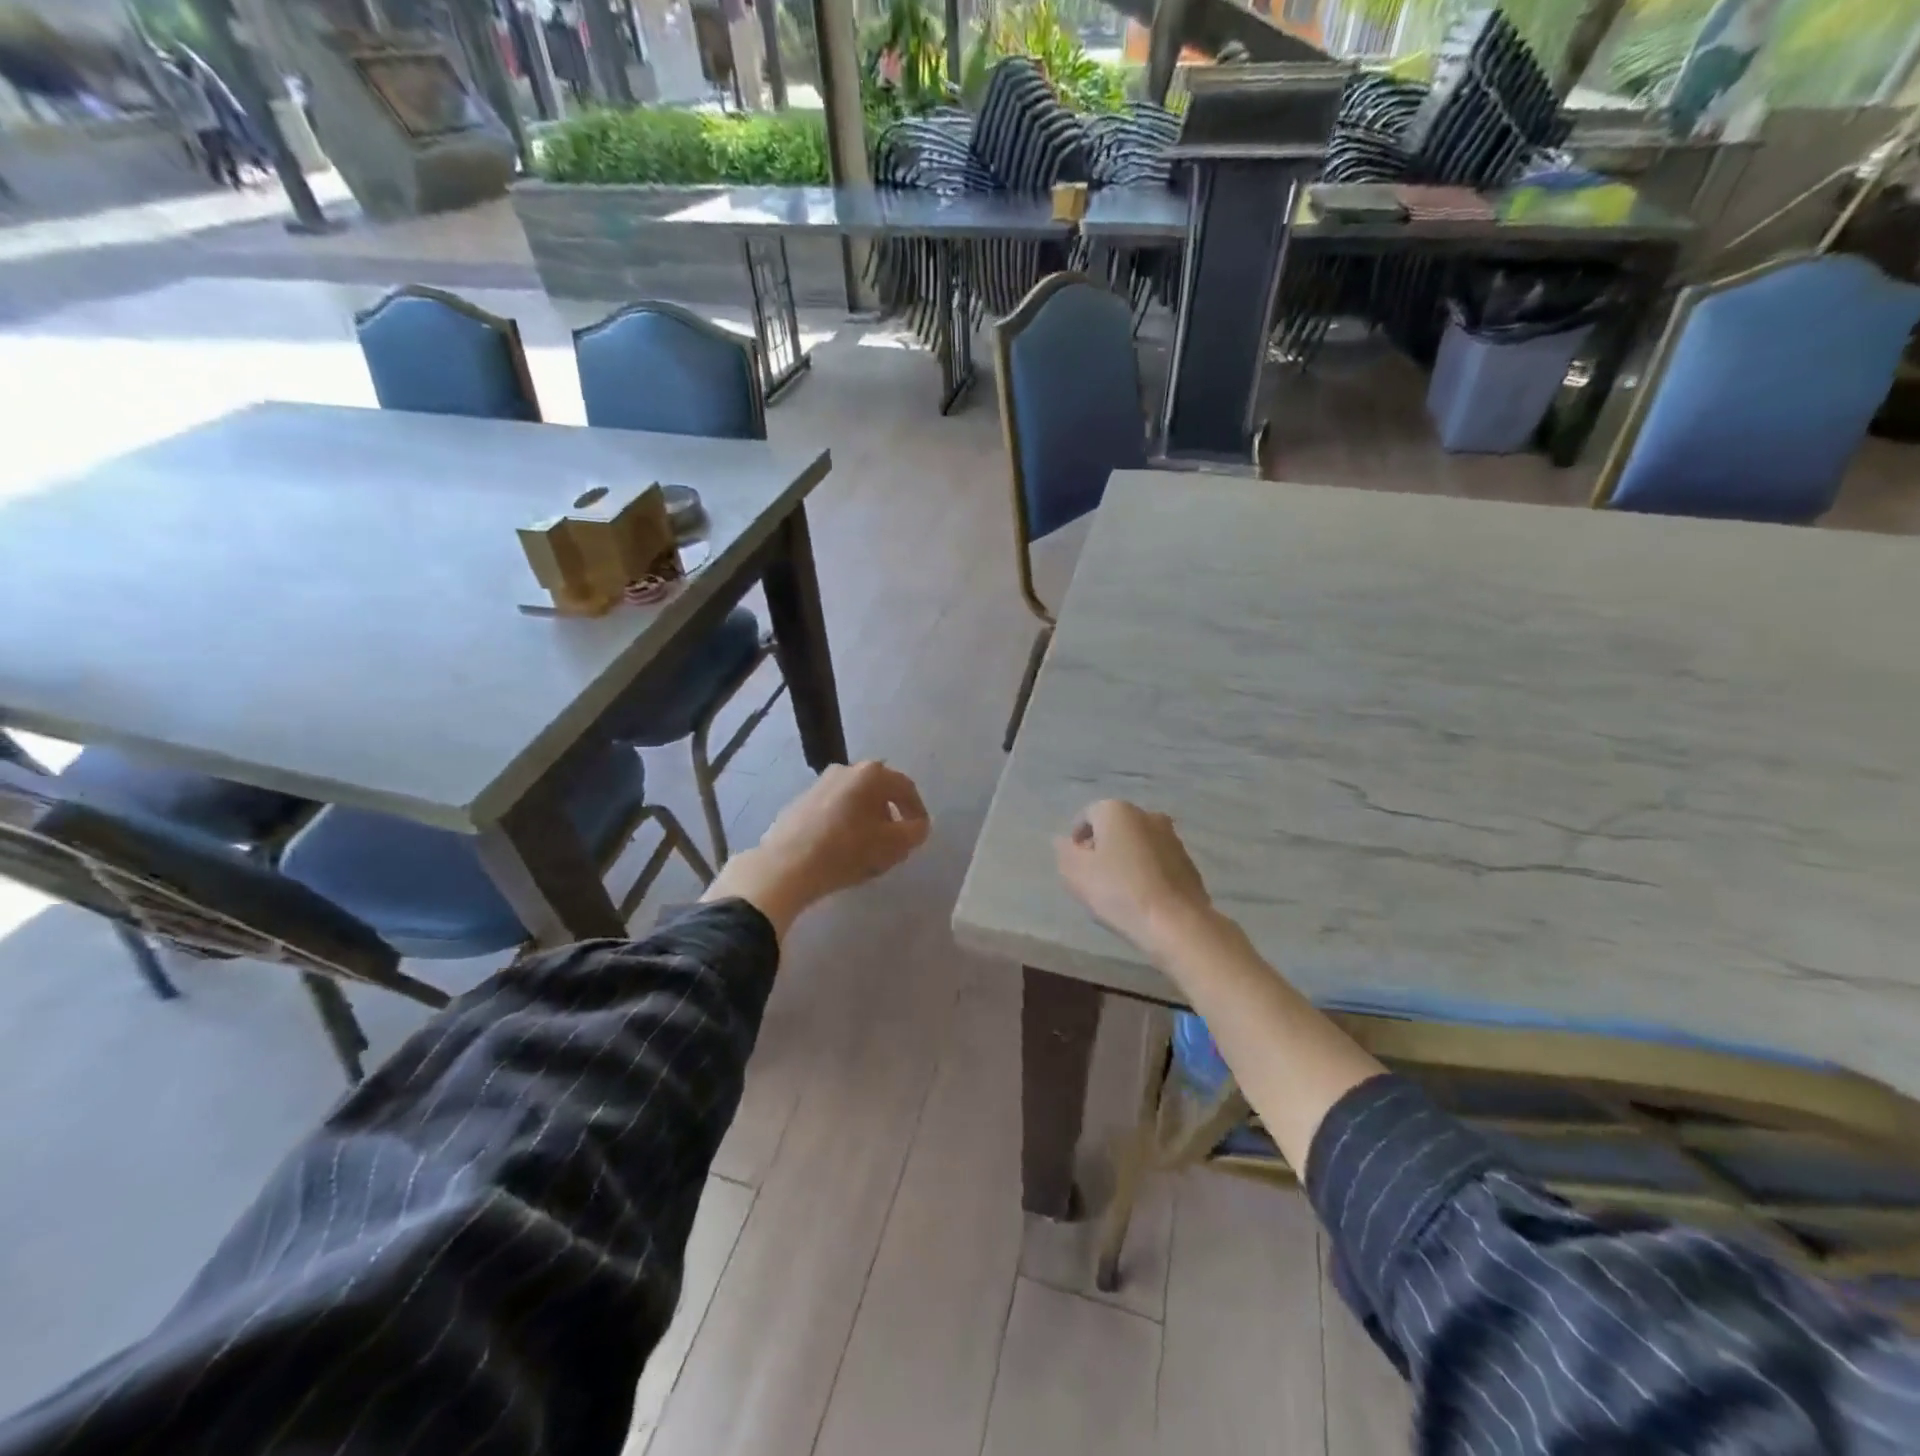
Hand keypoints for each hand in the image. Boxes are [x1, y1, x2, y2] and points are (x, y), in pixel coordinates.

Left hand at [703, 761, 930, 938]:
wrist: (785, 865)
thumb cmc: (846, 851)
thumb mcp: (892, 846)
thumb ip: (914, 832)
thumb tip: (918, 826)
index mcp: (871, 774)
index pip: (906, 788)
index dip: (917, 811)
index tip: (920, 833)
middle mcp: (846, 770)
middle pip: (879, 791)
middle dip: (891, 815)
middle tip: (896, 841)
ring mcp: (820, 784)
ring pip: (855, 800)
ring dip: (867, 820)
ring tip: (868, 848)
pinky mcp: (800, 802)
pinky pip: (834, 809)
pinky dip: (845, 824)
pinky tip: (841, 848)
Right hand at [1055, 799, 1212, 958]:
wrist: (1175, 923)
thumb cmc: (1118, 891)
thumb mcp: (1075, 873)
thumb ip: (1064, 852)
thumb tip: (1064, 842)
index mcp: (1117, 810)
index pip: (1087, 816)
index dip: (1076, 839)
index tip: (1074, 865)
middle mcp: (1147, 815)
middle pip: (1115, 827)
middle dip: (1102, 847)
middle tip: (1093, 877)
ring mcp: (1172, 837)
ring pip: (1138, 843)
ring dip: (1126, 858)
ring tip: (1118, 889)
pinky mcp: (1188, 861)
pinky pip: (1157, 861)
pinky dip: (1146, 871)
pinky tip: (1141, 896)